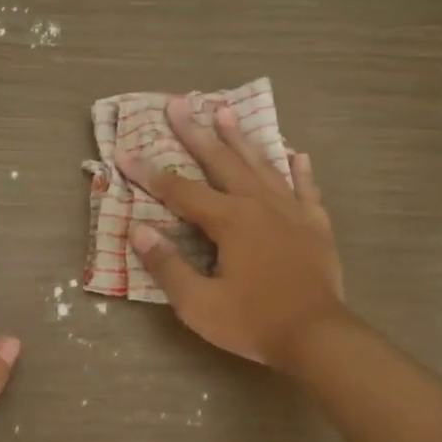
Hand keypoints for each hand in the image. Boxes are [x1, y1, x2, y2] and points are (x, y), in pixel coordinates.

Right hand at [120, 98, 346, 365]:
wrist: (318, 337)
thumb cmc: (253, 322)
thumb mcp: (198, 304)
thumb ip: (167, 265)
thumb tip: (139, 230)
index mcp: (229, 221)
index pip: (179, 190)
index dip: (148, 172)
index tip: (124, 152)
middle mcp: (259, 205)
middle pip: (222, 162)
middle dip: (196, 132)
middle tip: (178, 103)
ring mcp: (291, 212)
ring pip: (262, 166)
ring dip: (241, 139)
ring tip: (226, 111)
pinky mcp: (316, 226)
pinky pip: (306, 189)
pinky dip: (299, 171)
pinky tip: (296, 155)